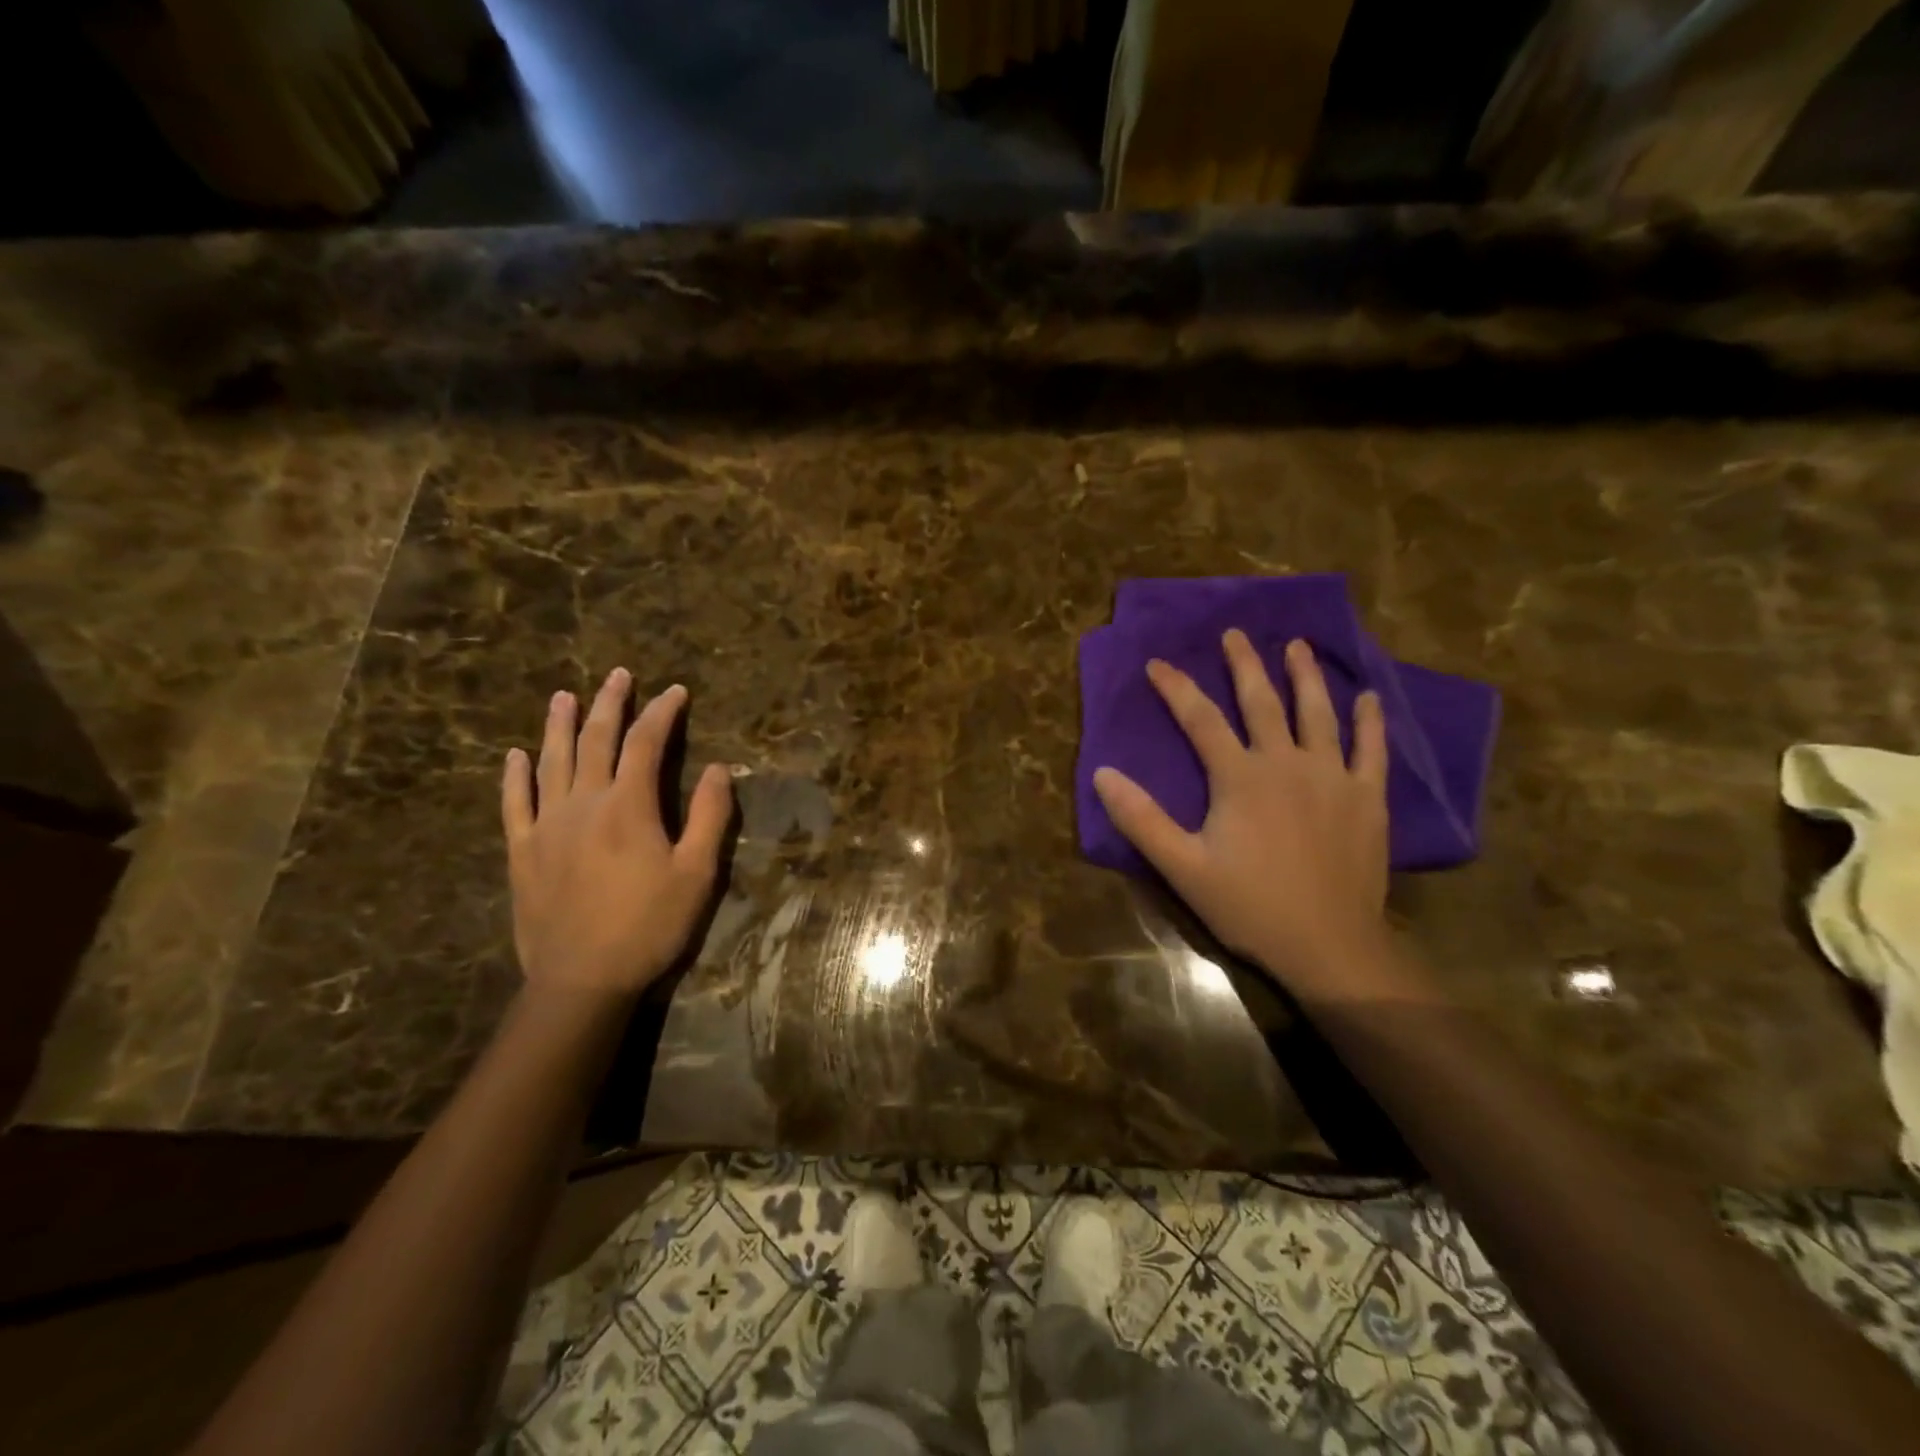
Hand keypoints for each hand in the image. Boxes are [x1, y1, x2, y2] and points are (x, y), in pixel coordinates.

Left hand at [502, 669, 732, 999]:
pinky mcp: (522, 851)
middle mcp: (584, 803)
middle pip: (596, 740)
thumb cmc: (650, 926)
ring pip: (552, 761)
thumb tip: (718, 768)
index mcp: (628, 806)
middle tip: (619, 675)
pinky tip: (515, 755)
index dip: (662, 713)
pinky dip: (515, 776)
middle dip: (610, 704)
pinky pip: (515, 803)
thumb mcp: (697, 874)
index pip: (645, 743)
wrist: (583, 979)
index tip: (676, 692)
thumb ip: (708, 816)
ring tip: (564, 696)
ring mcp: (547, 825)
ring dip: (559, 725)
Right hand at [1094, 632, 1393, 990]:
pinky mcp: (1366, 798)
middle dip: (1244, 665)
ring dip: (1305, 677)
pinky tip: (1368, 697)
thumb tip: (1103, 774)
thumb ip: (1142, 819)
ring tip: (1297, 646)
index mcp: (1240, 777)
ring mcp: (1332, 777)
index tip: (1157, 663)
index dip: (1177, 689)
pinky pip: (1370, 749)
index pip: (1201, 719)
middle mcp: (1286, 763)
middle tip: (1235, 634)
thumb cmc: (1251, 905)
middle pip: (1262, 702)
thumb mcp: (1182, 867)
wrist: (1329, 944)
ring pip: (1318, 713)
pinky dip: (1369, 721)